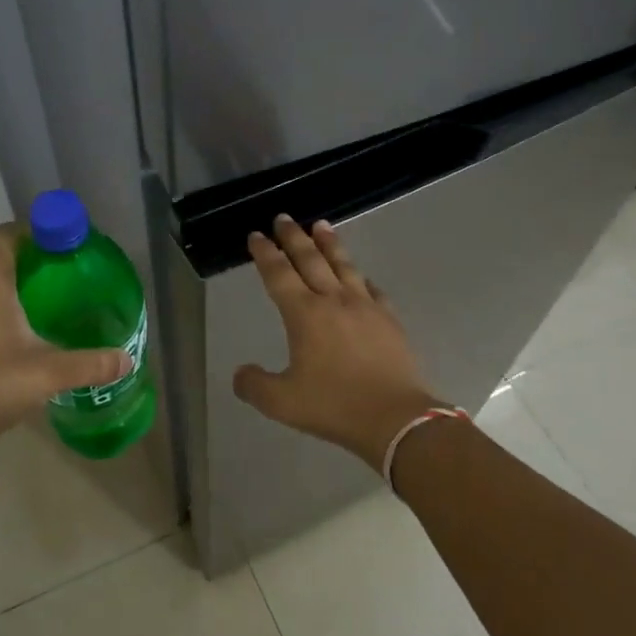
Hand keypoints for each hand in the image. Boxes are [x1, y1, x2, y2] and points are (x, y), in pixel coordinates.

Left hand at [0, 225, 132, 458]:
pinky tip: (18, 330)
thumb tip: (127, 361)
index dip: (38, 233)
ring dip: (13, 286)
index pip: (9, 235)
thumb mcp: (47, 374)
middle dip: (33, 263)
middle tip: (68, 278)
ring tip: (49, 304)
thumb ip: (90, 364)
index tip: (66, 247)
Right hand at [233, 215, 441, 470]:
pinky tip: (360, 275)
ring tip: (321, 225)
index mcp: (304, 315)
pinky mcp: (389, 319)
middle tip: (283, 218)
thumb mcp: (282, 402)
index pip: (278, 274)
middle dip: (293, 237)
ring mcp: (365, 307)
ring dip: (329, 243)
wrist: (395, 418)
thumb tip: (240, 373)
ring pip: (343, 265)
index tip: (256, 235)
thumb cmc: (334, 406)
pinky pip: (371, 288)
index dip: (265, 253)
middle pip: (310, 259)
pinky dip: (360, 277)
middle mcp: (333, 301)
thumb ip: (254, 385)